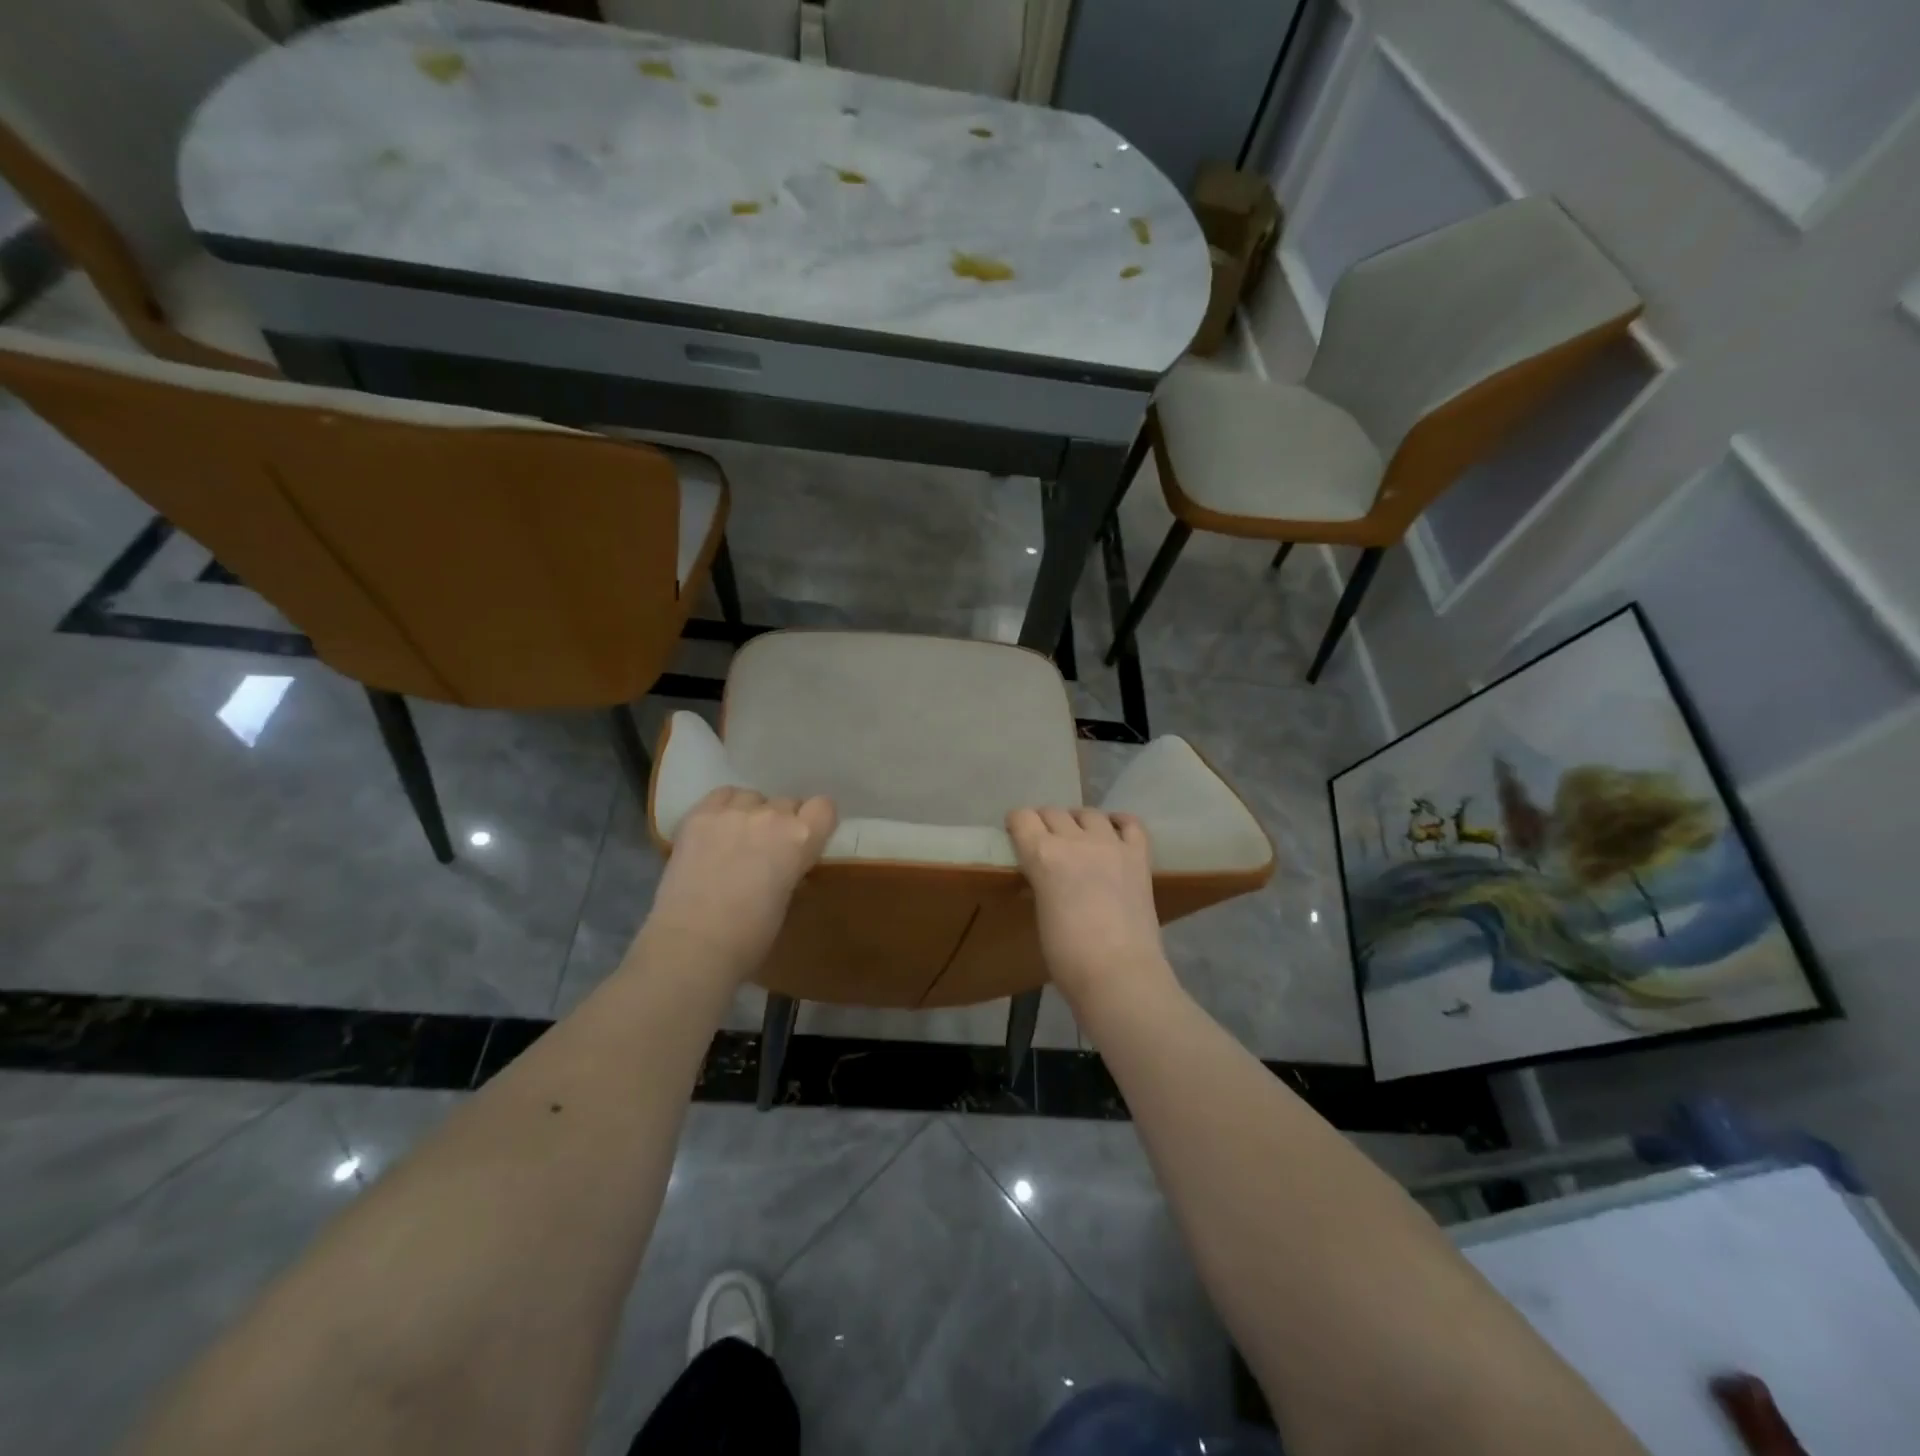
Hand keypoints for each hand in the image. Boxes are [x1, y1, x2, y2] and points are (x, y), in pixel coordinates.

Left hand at [639, 787, 836, 982]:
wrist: (692, 945)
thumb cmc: (750, 937)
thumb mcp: (787, 898)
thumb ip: (792, 868)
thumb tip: (784, 863)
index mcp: (801, 838)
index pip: (824, 807)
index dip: (815, 823)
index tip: (806, 840)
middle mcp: (771, 815)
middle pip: (787, 802)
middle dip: (782, 823)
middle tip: (766, 850)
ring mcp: (732, 812)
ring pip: (753, 797)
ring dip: (752, 814)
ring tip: (737, 840)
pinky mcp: (699, 815)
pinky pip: (721, 796)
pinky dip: (724, 809)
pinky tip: (716, 831)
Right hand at [1006, 807, 1173, 1005]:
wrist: (1119, 974)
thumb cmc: (1067, 956)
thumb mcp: (1040, 911)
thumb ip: (1041, 881)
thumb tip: (1044, 875)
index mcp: (1042, 855)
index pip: (1022, 818)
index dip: (1016, 824)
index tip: (1016, 835)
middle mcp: (1075, 840)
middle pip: (1053, 812)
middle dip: (1044, 823)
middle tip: (1045, 844)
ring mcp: (1111, 844)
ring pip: (1088, 813)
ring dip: (1078, 822)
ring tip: (1079, 839)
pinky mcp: (1139, 856)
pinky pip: (1130, 823)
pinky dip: (1118, 823)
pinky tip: (1113, 834)